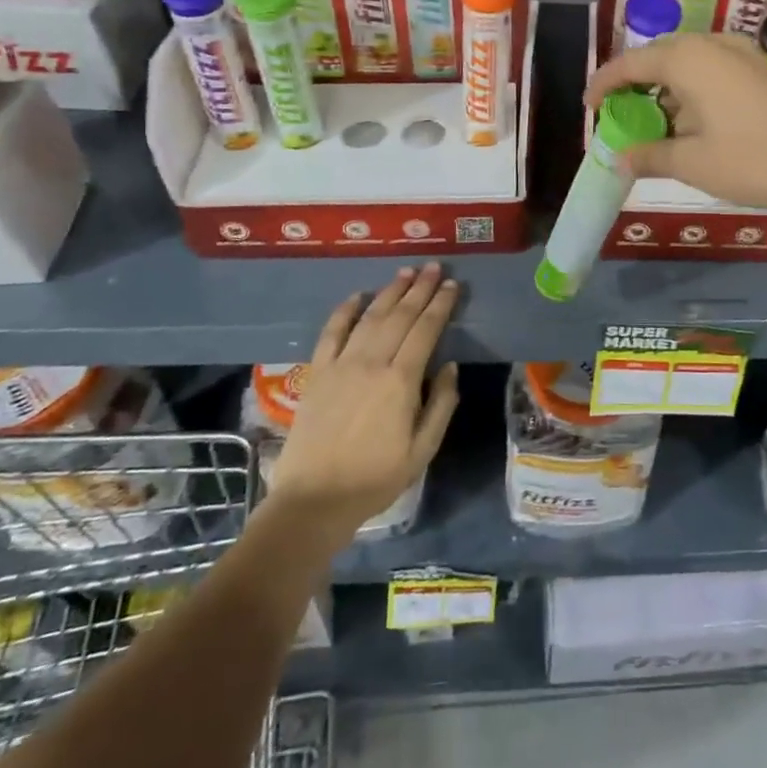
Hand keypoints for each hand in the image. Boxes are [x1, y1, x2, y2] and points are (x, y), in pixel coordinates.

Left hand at [265, 264, 459, 541]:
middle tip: (434, 267)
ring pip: (370, 317)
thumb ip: (442, 404)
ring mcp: (341, 365)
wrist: (314, 500)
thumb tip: (450, 366)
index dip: (441, 305)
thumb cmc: (376, 478)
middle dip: (420, 288)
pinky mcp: (318, 373)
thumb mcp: (423, 449)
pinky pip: (331, 333)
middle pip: (400, 315)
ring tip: (406, 272)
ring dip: (390, 292)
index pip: (426, 330)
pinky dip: (344, 311)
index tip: (452, 286)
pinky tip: (357, 295)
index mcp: (401, 381)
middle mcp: (372, 362)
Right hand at [583, 33, 766, 214]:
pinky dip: (692, 92)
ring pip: (687, 65)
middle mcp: (710, 45)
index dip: (603, 84)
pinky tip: (694, 121)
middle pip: (658, 59)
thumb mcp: (692, 163)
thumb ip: (649, 156)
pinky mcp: (761, 69)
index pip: (629, 64)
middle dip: (635, 87)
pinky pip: (711, 71)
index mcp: (685, 59)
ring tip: (656, 124)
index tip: (588, 107)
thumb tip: (620, 158)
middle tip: (621, 116)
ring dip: (666, 91)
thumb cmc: (752, 157)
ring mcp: (740, 53)